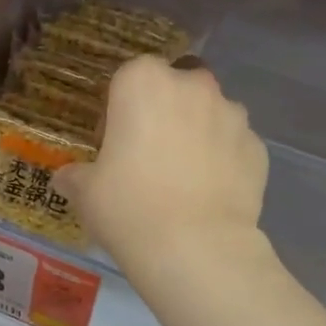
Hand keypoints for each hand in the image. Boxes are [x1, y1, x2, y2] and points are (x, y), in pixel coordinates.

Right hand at [54, 56, 267, 276]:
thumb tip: (67, 177)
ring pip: (209, 113)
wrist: (195, 248)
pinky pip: (233, 145)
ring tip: (184, 177)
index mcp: (143, 82)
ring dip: (198, 132)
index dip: (120, 107)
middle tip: (149, 154)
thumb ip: (75, 175)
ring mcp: (232, 115)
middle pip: (175, 87)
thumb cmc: (128, 206)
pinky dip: (224, 160)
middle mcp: (192, 86)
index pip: (129, 77)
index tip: (114, 141)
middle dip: (165, 111)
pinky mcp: (258, 147)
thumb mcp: (85, 192)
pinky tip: (209, 193)